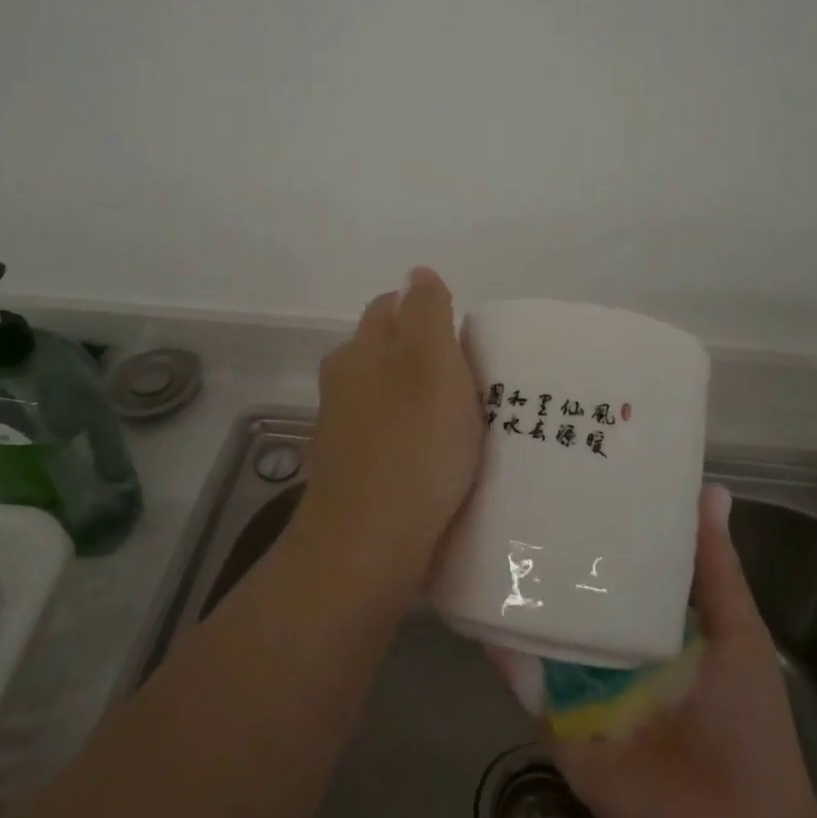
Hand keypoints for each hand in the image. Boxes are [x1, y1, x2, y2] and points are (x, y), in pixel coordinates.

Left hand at [301, 267, 482, 585]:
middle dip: (423, 356)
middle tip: (474, 380)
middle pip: (386, 352)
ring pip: (386, 397)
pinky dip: (410, 440)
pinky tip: (436, 462)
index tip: (465, 338)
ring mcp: (342, 432)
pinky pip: (387, 440)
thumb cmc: (413, 444)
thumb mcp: (432, 361)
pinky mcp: (351, 474)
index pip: (392, 307)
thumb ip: (427, 310)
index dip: (428, 312)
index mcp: (359, 351)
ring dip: (418, 401)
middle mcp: (342, 384)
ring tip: (463, 424)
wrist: (368, 546)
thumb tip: (417, 271)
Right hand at [497, 485, 816, 817]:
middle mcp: (608, 641)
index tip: (574, 464)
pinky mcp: (555, 716)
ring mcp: (578, 679)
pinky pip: (522, 677)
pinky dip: (502, 646)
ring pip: (540, 625)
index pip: (615, 558)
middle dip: (546, 546)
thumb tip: (712, 489)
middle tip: (514, 486)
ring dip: (515, 589)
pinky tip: (479, 604)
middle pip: (571, 587)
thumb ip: (717, 569)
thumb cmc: (747, 725)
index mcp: (650, 619)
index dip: (598, 518)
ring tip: (480, 529)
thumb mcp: (738, 633)